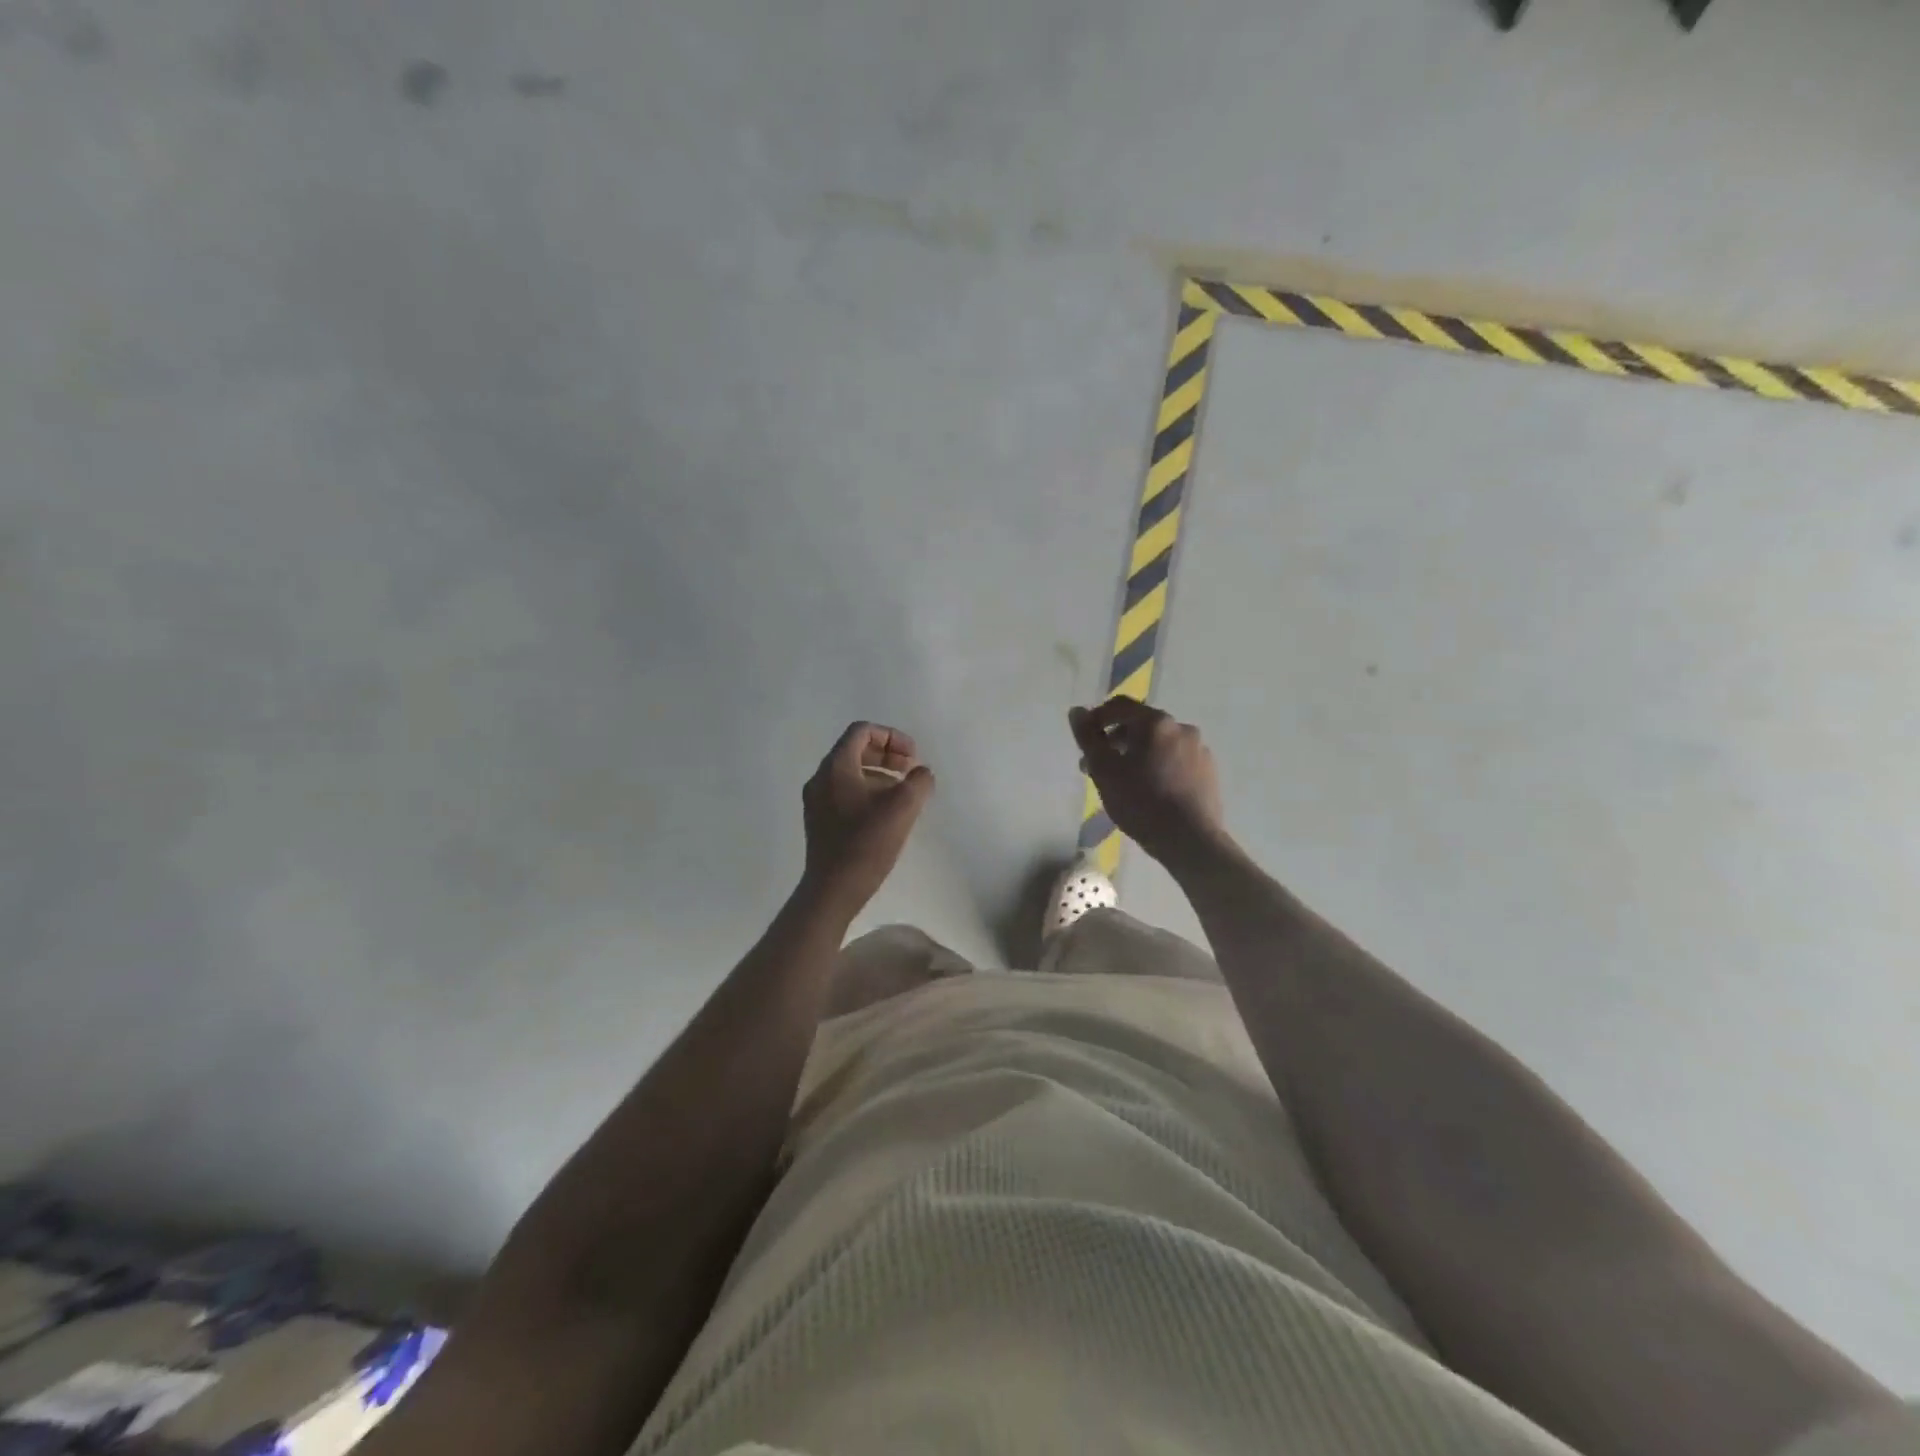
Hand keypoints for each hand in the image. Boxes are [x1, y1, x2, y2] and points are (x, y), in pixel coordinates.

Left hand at [800, 721, 935, 916]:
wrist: (833, 889)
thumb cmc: (867, 844)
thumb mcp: (903, 807)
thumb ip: (918, 782)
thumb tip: (921, 774)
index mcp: (836, 767)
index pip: (862, 731)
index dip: (892, 736)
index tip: (913, 756)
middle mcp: (821, 777)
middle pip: (855, 750)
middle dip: (887, 754)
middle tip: (910, 770)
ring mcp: (816, 800)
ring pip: (850, 772)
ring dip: (879, 774)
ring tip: (903, 792)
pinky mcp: (819, 820)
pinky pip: (844, 792)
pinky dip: (867, 791)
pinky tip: (886, 813)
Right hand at [1069, 699, 1225, 863]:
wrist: (1190, 840)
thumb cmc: (1141, 802)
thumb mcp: (1104, 770)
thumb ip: (1088, 738)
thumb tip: (1077, 711)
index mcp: (1155, 722)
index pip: (1120, 706)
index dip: (1097, 717)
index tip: (1085, 740)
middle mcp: (1181, 728)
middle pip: (1141, 725)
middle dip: (1116, 741)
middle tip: (1099, 767)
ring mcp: (1199, 749)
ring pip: (1160, 744)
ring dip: (1138, 755)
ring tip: (1125, 782)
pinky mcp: (1209, 771)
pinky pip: (1177, 760)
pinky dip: (1159, 767)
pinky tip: (1152, 791)